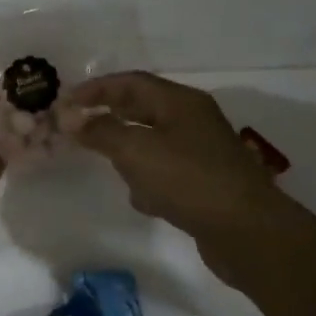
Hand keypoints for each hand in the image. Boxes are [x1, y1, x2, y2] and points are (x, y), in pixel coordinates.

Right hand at [69, 72, 293, 286]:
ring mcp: (203, 153)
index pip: (131, 82)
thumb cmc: (189, 180)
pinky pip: (168, 172)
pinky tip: (140, 198)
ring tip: (104, 161)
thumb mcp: (135, 151)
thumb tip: (70, 117)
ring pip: (154, 142)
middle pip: (143, 109)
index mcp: (180, 102)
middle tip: (78, 126)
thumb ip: (100, 131)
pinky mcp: (207, 185)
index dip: (96, 88)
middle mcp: (193, 121)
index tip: (66, 101)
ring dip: (128, 149)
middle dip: (110, 116)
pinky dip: (149, 179)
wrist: (249, 233)